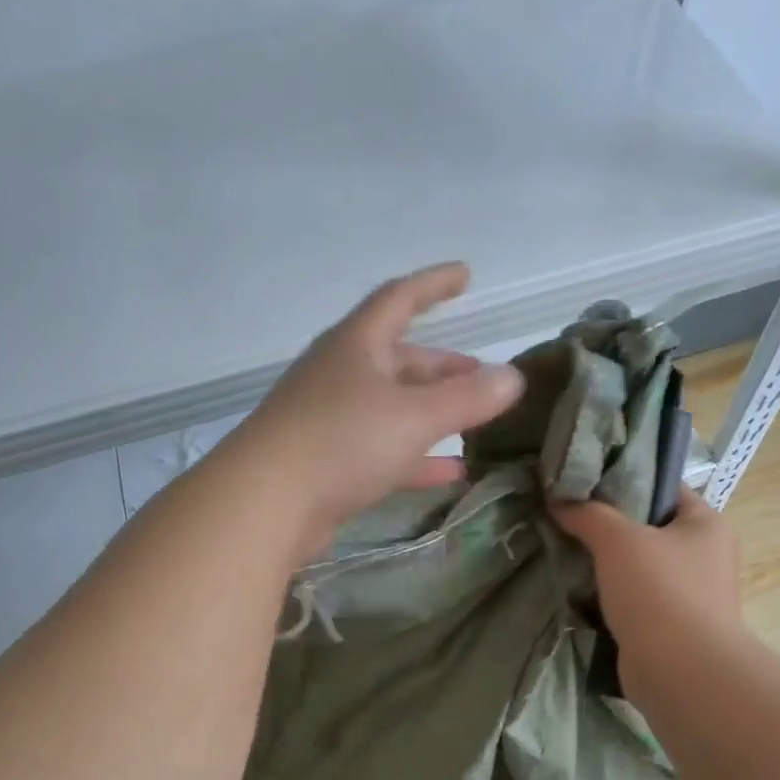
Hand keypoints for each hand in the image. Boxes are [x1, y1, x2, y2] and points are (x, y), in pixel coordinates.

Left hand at [228, 263, 524, 552]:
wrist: (266, 504)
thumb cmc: (341, 441)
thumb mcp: (413, 416)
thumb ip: (467, 398)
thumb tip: (513, 378)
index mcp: (356, 345)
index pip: (399, 299)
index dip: (434, 285)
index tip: (465, 275)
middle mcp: (340, 375)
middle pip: (400, 360)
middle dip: (444, 368)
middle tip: (485, 380)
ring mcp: (330, 420)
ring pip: (393, 408)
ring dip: (433, 414)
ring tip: (476, 425)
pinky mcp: (327, 463)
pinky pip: (383, 450)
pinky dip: (417, 457)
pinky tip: (451, 473)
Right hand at [550, 489, 742, 697]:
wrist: (679, 670)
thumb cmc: (658, 591)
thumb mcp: (617, 539)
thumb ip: (587, 513)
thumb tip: (557, 498)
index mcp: (706, 524)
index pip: (666, 488)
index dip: (627, 480)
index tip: (586, 483)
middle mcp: (706, 556)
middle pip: (650, 528)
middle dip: (610, 526)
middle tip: (568, 518)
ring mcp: (691, 595)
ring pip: (640, 567)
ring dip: (607, 565)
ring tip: (566, 552)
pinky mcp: (672, 627)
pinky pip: (636, 601)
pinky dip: (611, 597)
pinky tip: (580, 592)